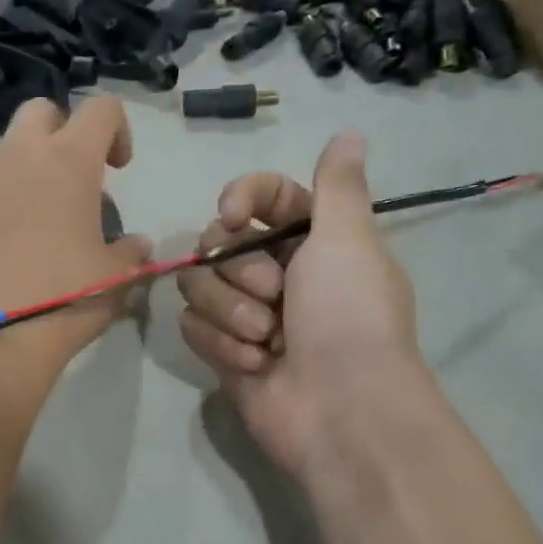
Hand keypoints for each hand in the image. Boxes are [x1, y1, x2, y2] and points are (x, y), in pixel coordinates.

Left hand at [0, 96, 149, 385]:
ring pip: (6, 152)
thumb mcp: (115, 278)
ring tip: (41, 224)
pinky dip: (0, 203)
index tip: (118, 168)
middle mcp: (18, 158)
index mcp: (67, 161)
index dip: (117, 129)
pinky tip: (8, 249)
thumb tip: (136, 244)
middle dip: (62, 132)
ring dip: (28, 171)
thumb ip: (130, 251)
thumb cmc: (66, 299)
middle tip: (75, 181)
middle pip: (40, 112)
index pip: (100, 108)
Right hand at [178, 132, 430, 481]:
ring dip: (229, 311)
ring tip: (266, 340)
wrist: (340, 412)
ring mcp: (246, 314)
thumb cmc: (349, 317)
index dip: (241, 198)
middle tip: (275, 297)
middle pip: (218, 242)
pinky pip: (191, 326)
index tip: (233, 216)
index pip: (262, 197)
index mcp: (311, 241)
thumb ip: (338, 185)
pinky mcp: (224, 351)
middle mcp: (277, 273)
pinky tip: (254, 365)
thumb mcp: (349, 240)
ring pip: (198, 284)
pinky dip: (220, 344)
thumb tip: (350, 132)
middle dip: (240, 271)